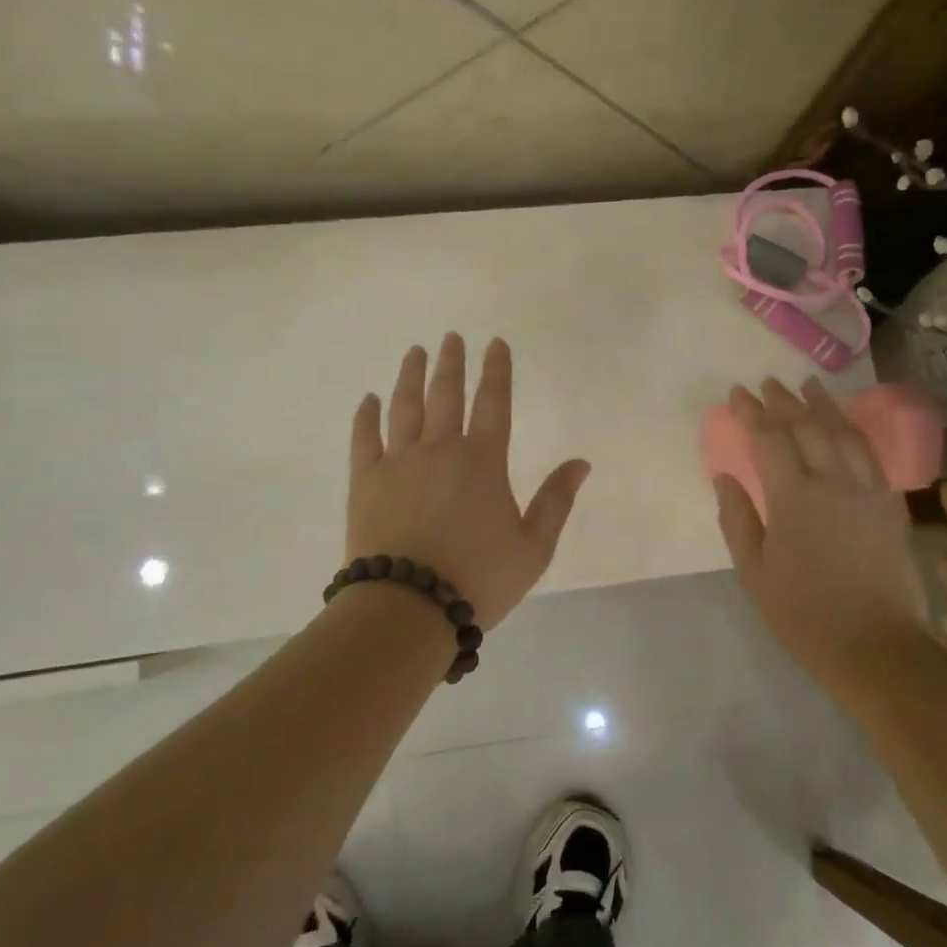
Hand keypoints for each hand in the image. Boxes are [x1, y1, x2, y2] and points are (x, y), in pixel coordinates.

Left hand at [347, 334, 590, 627]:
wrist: (408, 608)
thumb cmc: (478, 580)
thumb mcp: (532, 548)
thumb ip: (556, 501)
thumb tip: (581, 462)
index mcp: (482, 461)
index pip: (494, 402)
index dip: (497, 370)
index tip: (495, 343)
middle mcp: (440, 449)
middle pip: (446, 395)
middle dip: (451, 362)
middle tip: (452, 337)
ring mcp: (399, 462)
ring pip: (405, 406)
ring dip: (411, 376)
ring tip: (415, 352)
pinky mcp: (366, 481)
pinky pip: (365, 438)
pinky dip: (367, 415)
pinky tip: (369, 399)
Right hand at [712, 378, 925, 685]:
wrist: (876, 646)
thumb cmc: (803, 614)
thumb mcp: (754, 572)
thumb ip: (737, 519)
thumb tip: (724, 476)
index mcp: (794, 498)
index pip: (769, 439)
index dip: (751, 412)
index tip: (737, 393)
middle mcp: (833, 482)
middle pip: (808, 427)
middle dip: (784, 400)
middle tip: (767, 383)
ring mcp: (867, 491)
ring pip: (844, 433)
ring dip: (823, 405)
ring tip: (808, 384)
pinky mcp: (890, 505)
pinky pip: (871, 455)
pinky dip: (854, 432)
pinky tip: (845, 424)